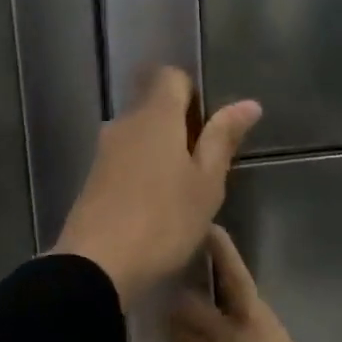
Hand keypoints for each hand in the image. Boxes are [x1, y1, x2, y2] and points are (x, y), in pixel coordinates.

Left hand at [52, 68, 261, 307]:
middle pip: (154, 104)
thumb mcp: (206, 182)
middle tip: (204, 164)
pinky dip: (144, 170)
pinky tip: (155, 204)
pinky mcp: (93, 178)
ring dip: (162, 150)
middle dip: (180, 124)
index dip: (193, 93)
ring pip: (139, 133)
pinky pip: (125, 158)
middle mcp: (125, 123)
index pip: (171, 76)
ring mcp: (104, 151)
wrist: (98, 265)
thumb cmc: (164, 220)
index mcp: (156, 116)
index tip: (209, 128)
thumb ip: (223, 139)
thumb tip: (249, 103)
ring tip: (183, 189)